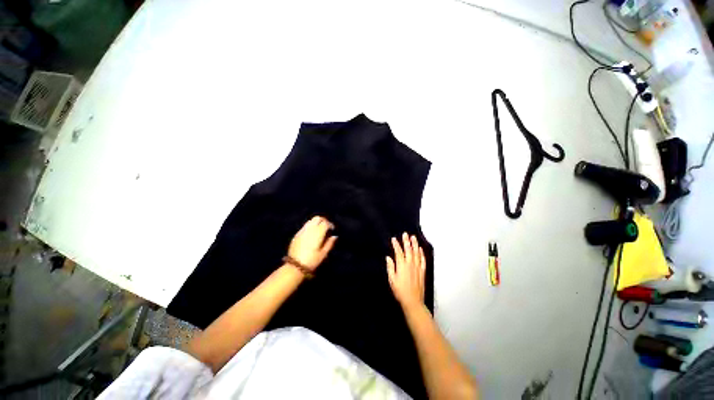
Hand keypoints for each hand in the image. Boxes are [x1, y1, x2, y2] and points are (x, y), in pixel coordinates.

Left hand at [288, 216, 336, 270]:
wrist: (295, 266)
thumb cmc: (312, 260)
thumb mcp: (323, 254)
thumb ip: (330, 243)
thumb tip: (334, 236)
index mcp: (318, 233)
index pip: (325, 222)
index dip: (330, 224)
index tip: (332, 229)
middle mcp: (310, 229)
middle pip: (317, 218)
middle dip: (323, 220)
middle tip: (326, 226)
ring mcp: (302, 231)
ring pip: (311, 221)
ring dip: (316, 222)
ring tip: (319, 229)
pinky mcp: (297, 234)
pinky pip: (305, 226)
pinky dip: (310, 226)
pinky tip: (311, 233)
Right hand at [386, 233, 425, 309]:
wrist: (413, 301)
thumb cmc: (400, 291)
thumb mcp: (392, 280)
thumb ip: (390, 267)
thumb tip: (388, 258)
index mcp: (402, 266)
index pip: (398, 252)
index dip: (396, 245)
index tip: (394, 239)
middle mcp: (410, 264)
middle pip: (408, 250)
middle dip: (406, 241)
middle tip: (405, 234)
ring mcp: (417, 267)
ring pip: (416, 253)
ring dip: (414, 244)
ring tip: (413, 237)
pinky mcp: (422, 271)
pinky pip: (422, 260)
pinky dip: (421, 253)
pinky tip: (420, 249)